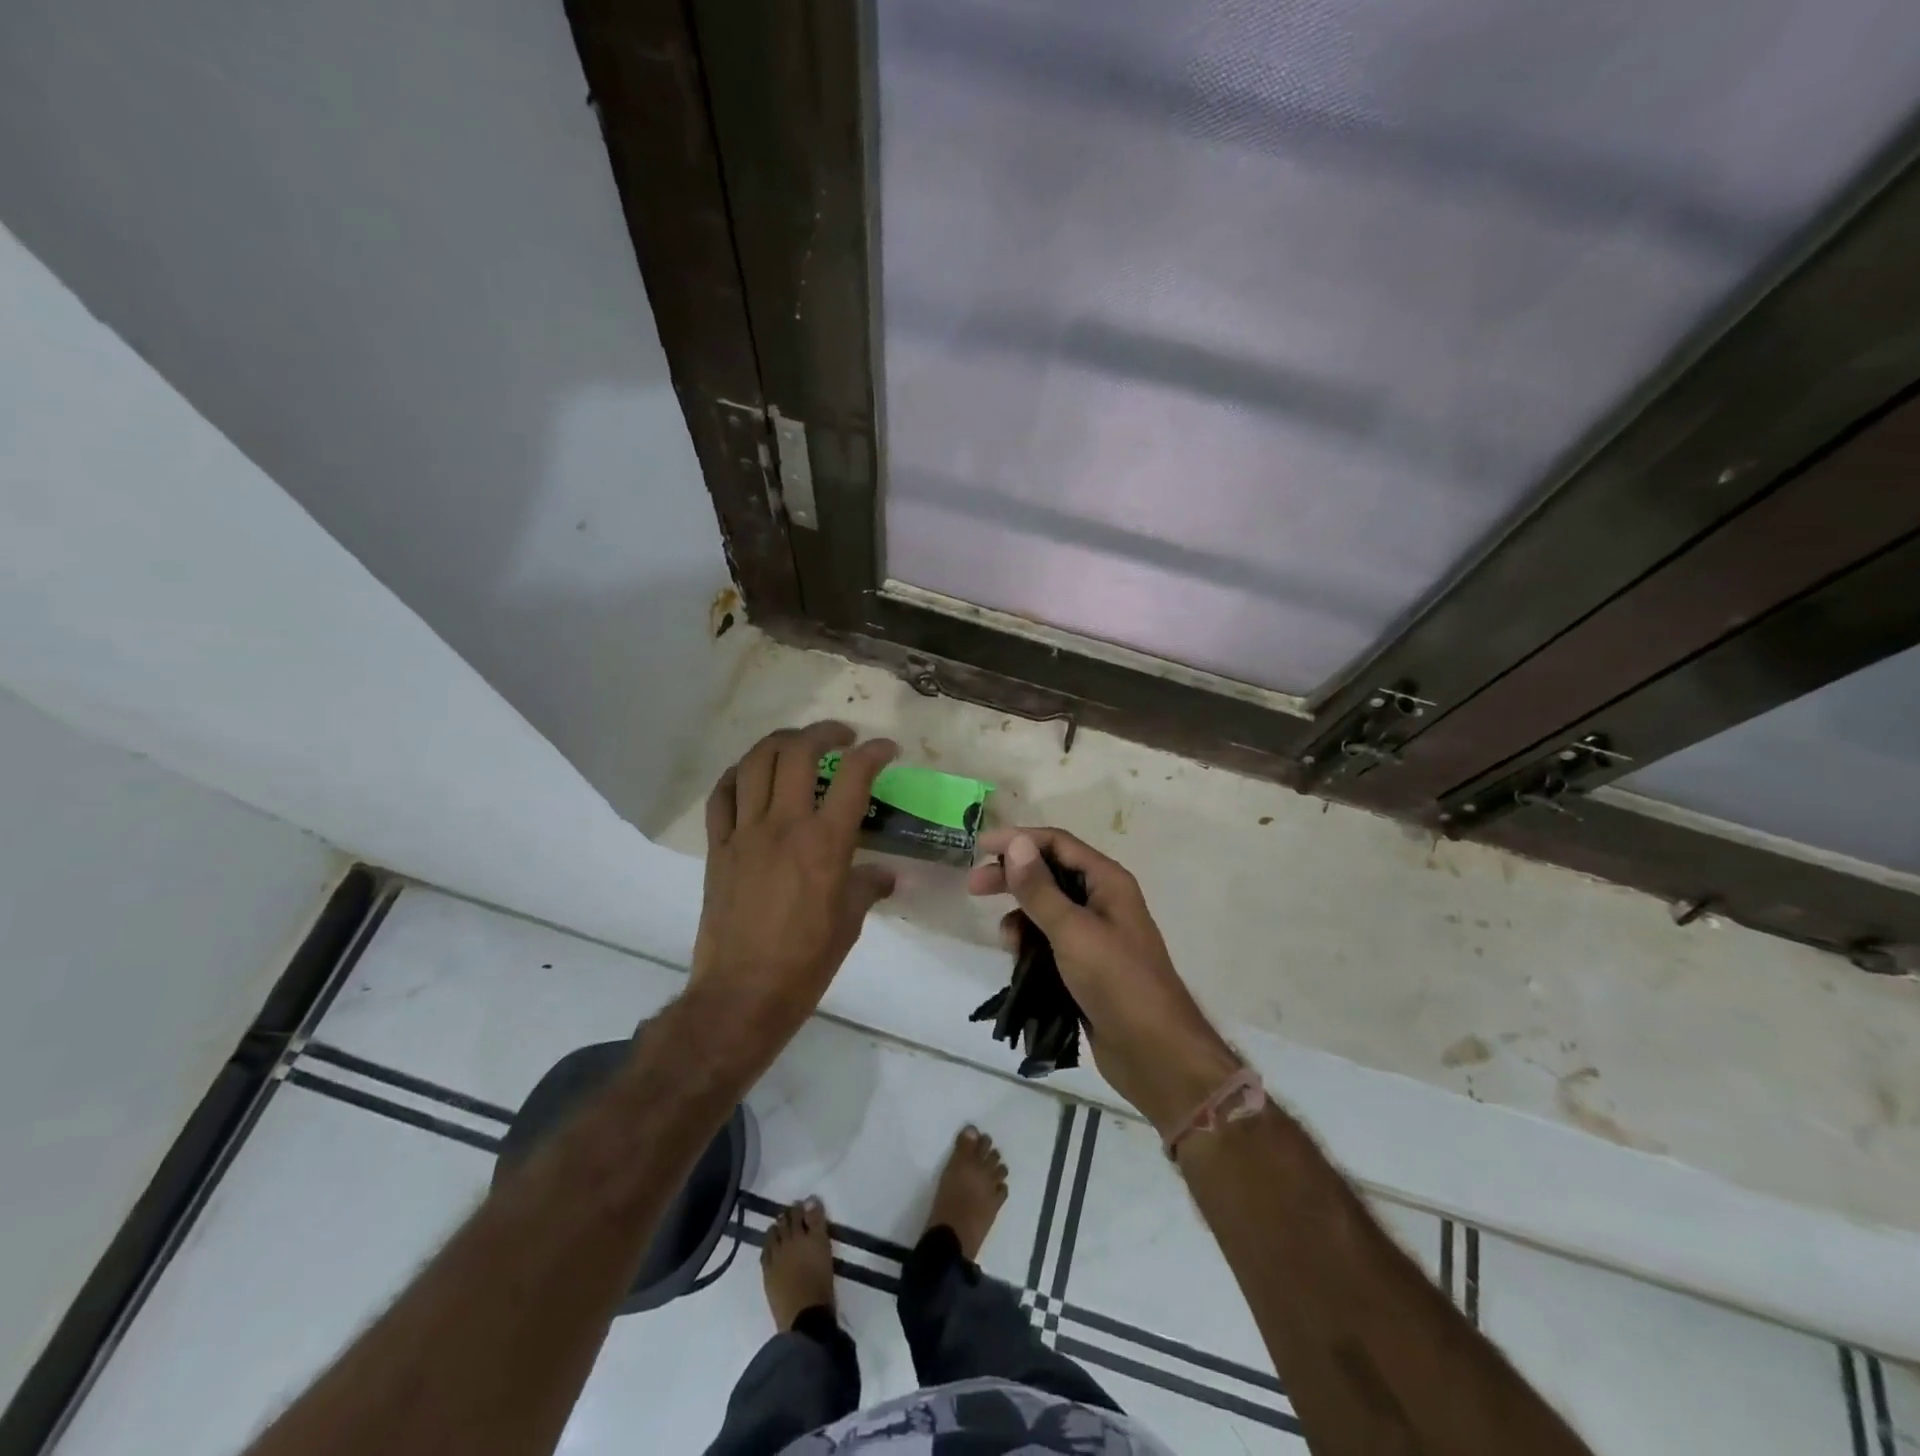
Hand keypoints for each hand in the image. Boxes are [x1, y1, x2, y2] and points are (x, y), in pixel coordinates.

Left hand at [689, 722, 897, 1070]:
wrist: (743, 994)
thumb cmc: (806, 962)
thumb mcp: (849, 923)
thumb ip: (868, 887)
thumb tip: (886, 875)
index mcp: (825, 844)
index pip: (854, 776)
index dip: (874, 752)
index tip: (887, 749)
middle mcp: (784, 826)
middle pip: (798, 752)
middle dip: (824, 732)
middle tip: (841, 737)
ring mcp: (745, 833)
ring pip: (755, 763)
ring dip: (780, 742)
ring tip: (797, 744)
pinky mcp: (718, 848)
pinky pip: (721, 796)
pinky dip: (737, 775)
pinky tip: (749, 775)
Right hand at [967, 827, 1239, 1135]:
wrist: (1154, 1051)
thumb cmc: (1117, 982)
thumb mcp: (1072, 931)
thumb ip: (1040, 889)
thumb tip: (1017, 843)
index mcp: (1107, 881)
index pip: (1057, 843)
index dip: (1019, 840)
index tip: (980, 846)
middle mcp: (1102, 900)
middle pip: (1049, 873)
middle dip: (1013, 877)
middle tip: (974, 887)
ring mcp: (1095, 933)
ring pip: (1047, 909)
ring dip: (1021, 916)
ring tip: (1007, 940)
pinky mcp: (1086, 964)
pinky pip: (1050, 940)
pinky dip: (1031, 943)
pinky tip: (1019, 960)